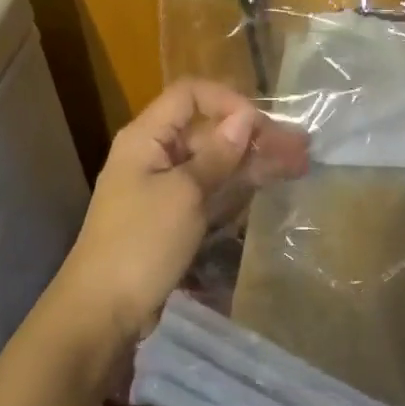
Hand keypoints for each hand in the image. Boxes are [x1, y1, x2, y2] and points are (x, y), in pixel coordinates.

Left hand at [55, 78, 309, 353]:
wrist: (103, 310)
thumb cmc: (141, 243)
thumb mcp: (184, 194)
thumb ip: (217, 155)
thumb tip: (245, 117)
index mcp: (147, 138)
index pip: (190, 95)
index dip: (228, 101)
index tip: (261, 126)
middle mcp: (156, 155)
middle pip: (208, 130)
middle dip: (253, 135)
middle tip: (300, 148)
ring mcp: (165, 187)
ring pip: (215, 161)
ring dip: (254, 160)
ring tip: (299, 164)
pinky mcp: (175, 216)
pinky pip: (211, 189)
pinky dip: (239, 185)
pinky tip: (270, 184)